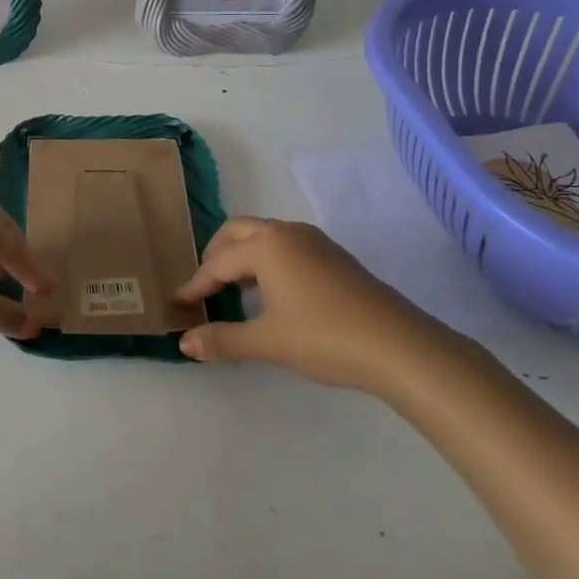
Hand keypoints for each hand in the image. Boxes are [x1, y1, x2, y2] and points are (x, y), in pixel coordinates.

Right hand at [174, 217, 442, 388]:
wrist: (399, 346)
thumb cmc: (325, 337)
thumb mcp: (268, 342)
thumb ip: (223, 339)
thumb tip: (184, 343)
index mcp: (266, 246)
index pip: (218, 262)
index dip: (196, 284)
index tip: (179, 302)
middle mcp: (288, 233)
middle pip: (238, 231)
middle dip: (216, 255)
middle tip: (205, 285)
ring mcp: (315, 242)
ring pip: (265, 236)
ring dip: (243, 255)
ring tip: (234, 289)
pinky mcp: (335, 257)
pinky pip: (287, 246)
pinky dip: (267, 260)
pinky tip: (273, 292)